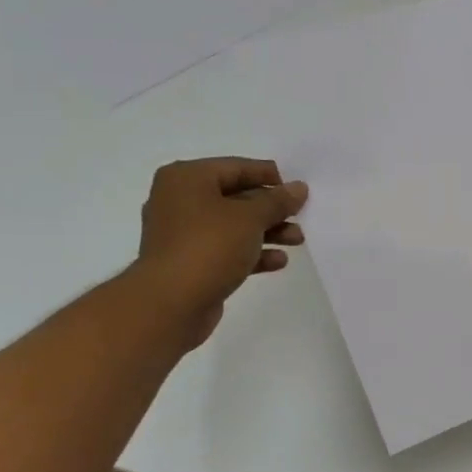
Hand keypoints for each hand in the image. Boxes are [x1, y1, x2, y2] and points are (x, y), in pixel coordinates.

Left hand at [128, 158, 307, 350]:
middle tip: (301, 217)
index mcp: (187, 178)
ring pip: (233, 226)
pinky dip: (252, 253)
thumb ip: (277, 201)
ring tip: (297, 241)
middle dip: (271, 209)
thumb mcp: (250, 217)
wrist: (170, 304)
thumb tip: (298, 188)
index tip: (298, 189)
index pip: (236, 167)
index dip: (269, 176)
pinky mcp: (190, 263)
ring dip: (267, 232)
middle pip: (236, 197)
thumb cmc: (208, 247)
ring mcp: (183, 234)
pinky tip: (278, 261)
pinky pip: (226, 250)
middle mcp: (180, 200)